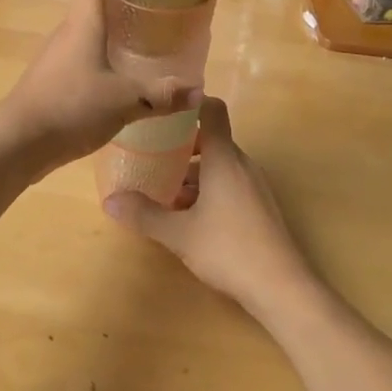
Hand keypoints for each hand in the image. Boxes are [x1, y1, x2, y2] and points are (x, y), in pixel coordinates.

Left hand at [0, 0, 199, 172]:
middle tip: (159, 8)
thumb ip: (161, 95)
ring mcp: (57, 56)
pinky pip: (82, 57)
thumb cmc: (70, 107)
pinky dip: (103, 57)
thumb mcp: (124, 101)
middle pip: (95, 1)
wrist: (16, 143)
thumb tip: (198, 91)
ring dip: (114, 32)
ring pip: (89, 32)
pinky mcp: (52, 79)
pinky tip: (122, 78)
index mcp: (83, 22)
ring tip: (147, 42)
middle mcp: (67, 31)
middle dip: (125, 0)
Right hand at [101, 97, 318, 321]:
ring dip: (193, 174)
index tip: (164, 109)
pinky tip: (188, 216)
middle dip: (180, 147)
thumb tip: (109, 201)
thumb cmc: (229, 249)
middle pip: (210, 140)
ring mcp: (254, 186)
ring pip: (218, 166)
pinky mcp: (259, 207)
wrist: (282, 287)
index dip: (190, 103)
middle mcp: (241, 164)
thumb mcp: (179, 234)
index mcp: (224, 158)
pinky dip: (207, 190)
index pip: (212, 110)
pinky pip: (229, 184)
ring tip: (163, 192)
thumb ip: (145, 214)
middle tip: (151, 156)